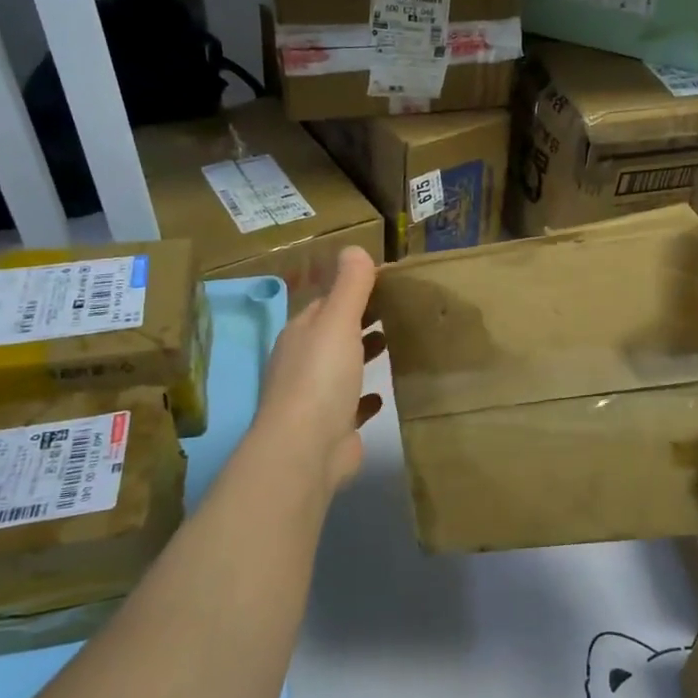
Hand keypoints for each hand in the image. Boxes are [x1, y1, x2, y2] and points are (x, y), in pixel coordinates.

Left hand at [254, 248, 384, 496]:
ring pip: (341, 369)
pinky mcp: (331, 428)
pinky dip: (364, 399)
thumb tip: (354, 249)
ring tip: (392, 344)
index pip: (326, 304)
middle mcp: (303, 363)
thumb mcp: (337, 321)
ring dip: (361, 356)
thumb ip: (349, 286)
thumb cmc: (321, 377)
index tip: (385, 285)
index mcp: (301, 334)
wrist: (305, 449)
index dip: (352, 292)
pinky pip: (351, 407)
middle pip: (333, 335)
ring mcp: (315, 398)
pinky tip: (381, 396)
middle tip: (396, 311)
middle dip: (360, 322)